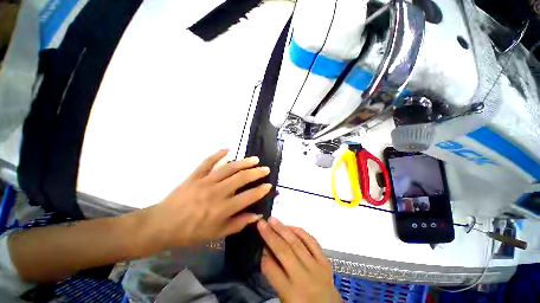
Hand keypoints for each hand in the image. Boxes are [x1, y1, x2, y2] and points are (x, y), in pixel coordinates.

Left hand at [146, 149, 271, 248]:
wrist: (162, 225)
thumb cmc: (192, 233)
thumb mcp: (217, 234)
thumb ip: (239, 223)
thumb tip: (257, 215)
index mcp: (223, 209)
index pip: (248, 196)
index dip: (260, 190)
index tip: (269, 185)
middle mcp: (217, 192)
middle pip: (241, 178)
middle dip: (256, 172)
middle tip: (265, 169)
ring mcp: (205, 182)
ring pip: (229, 168)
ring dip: (243, 162)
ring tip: (255, 159)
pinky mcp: (195, 176)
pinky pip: (207, 162)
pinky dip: (217, 154)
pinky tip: (226, 149)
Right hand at [257, 218, 340, 302]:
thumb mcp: (285, 298)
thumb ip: (275, 276)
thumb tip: (267, 252)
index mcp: (291, 293)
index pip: (272, 269)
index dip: (264, 256)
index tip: (259, 244)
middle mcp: (303, 278)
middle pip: (283, 251)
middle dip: (270, 235)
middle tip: (262, 223)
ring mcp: (316, 267)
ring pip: (296, 243)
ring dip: (283, 229)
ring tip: (273, 220)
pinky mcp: (325, 261)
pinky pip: (312, 242)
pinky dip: (300, 232)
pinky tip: (291, 226)